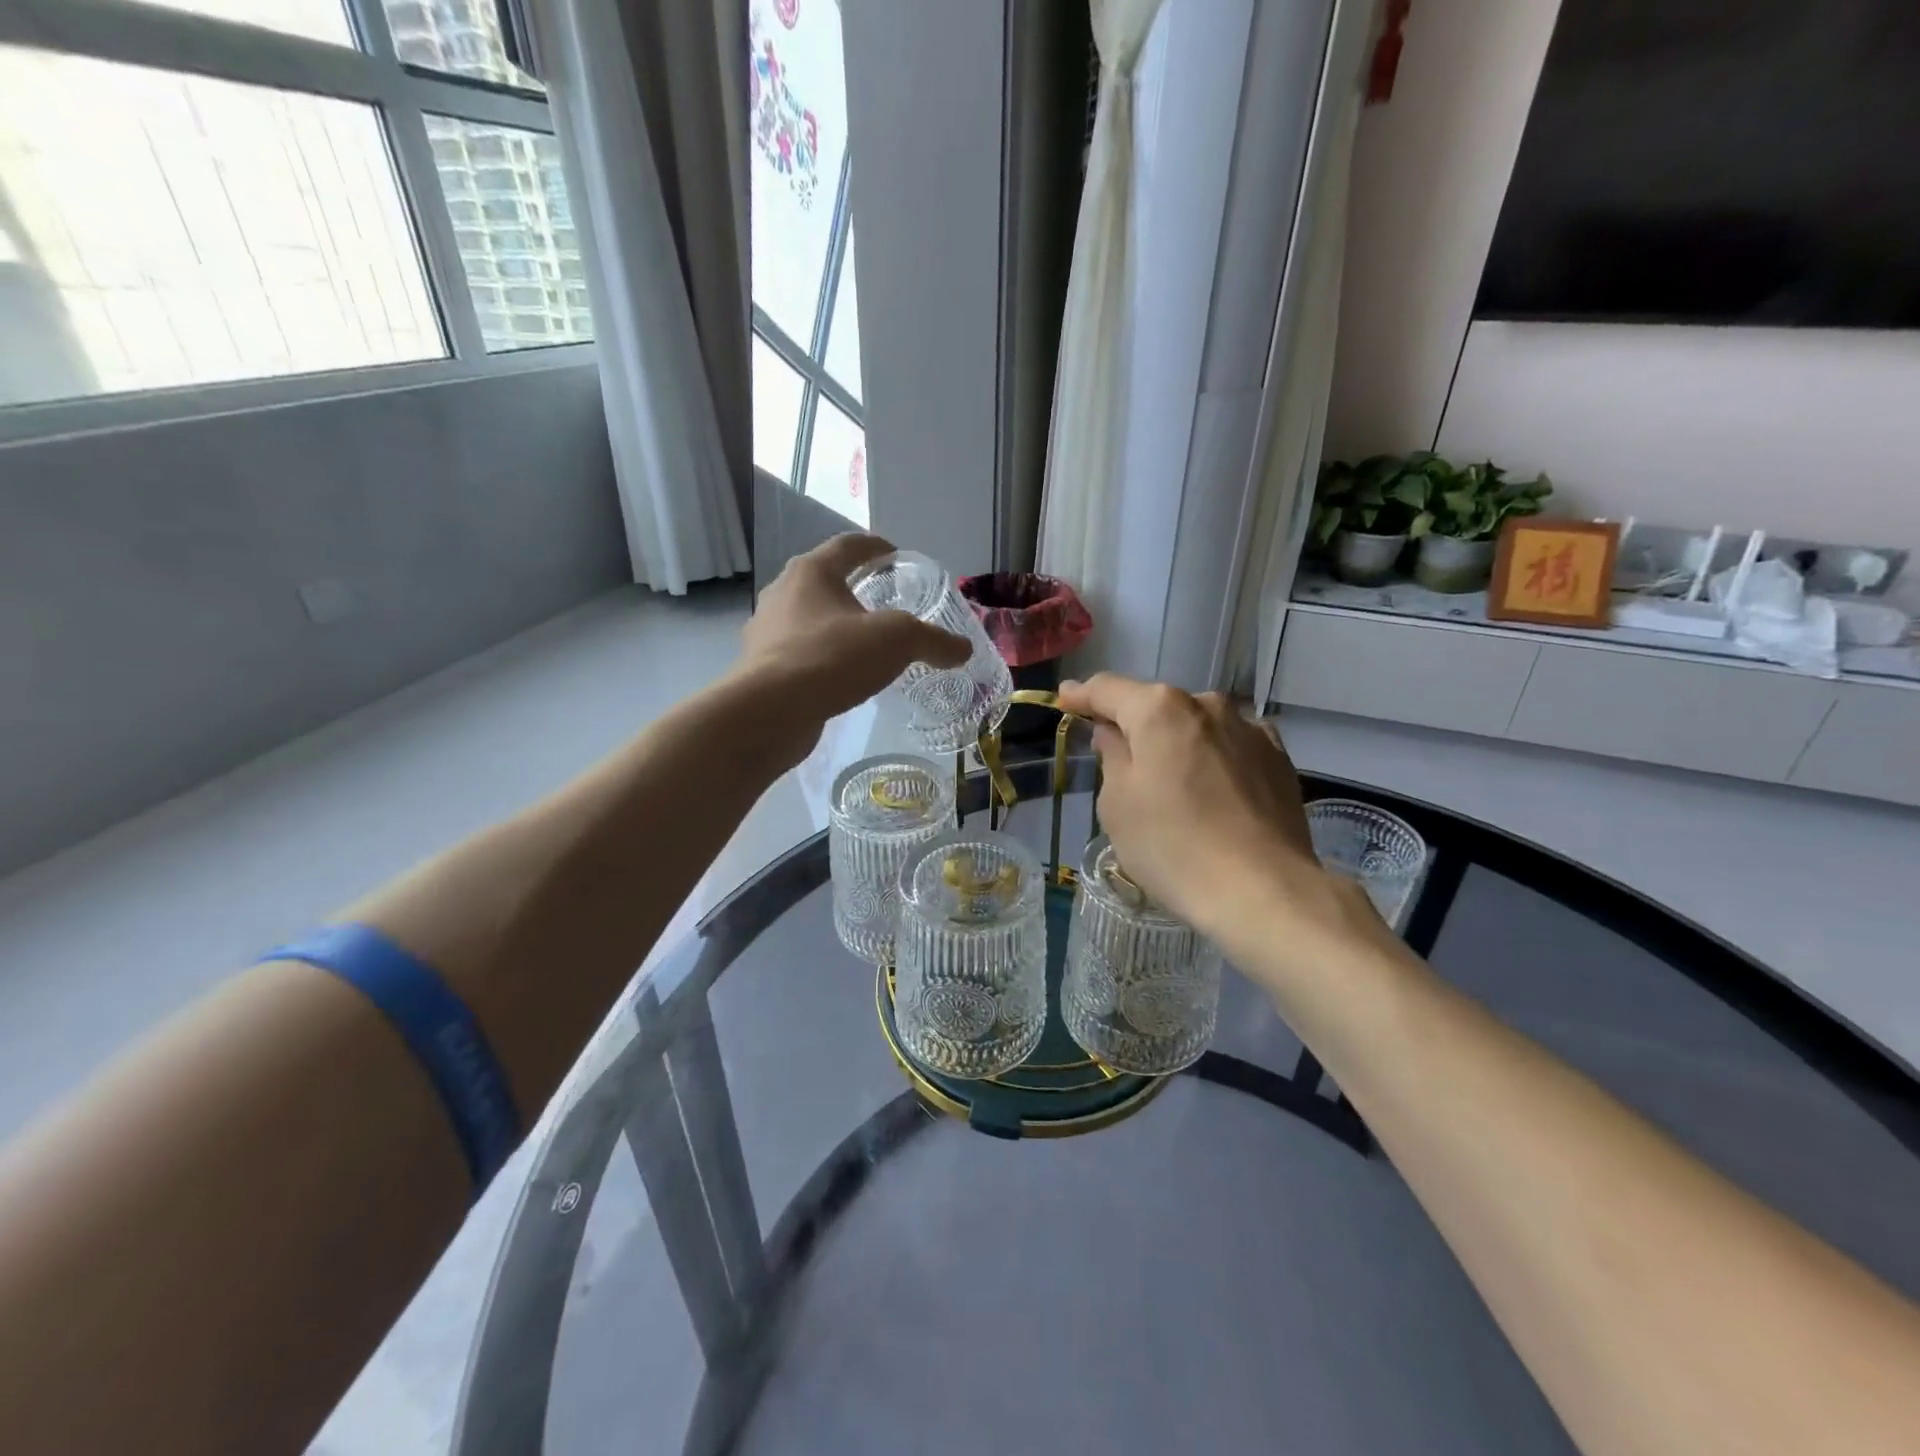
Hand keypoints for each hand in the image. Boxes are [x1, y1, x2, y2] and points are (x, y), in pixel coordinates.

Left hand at [736, 534, 969, 762]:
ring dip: (833, 625)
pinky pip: (797, 652)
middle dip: (852, 588)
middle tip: (882, 602)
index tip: (894, 554)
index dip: (875, 547)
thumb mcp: (898, 641)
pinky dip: (820, 657)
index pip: (848, 546)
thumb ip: (933, 641)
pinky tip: (838, 677)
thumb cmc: (834, 657)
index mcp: (812, 571)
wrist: (771, 711)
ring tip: (862, 643)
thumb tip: (962, 649)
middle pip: (823, 580)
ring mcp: (766, 630)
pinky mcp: (759, 667)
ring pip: (807, 618)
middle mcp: (782, 592)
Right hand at [1055, 674, 1329, 943]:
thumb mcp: (1118, 805)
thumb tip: (1113, 733)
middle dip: (1133, 723)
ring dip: (1177, 741)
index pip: (1108, 690)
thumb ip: (1112, 756)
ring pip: (1197, 725)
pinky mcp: (1279, 758)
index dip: (1081, 695)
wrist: (1263, 891)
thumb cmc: (1172, 846)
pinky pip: (1230, 746)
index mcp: (1160, 710)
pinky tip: (1210, 788)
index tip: (1064, 699)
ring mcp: (1250, 729)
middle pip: (1157, 706)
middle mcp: (1208, 704)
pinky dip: (1212, 757)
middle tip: (1115, 753)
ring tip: (1169, 778)